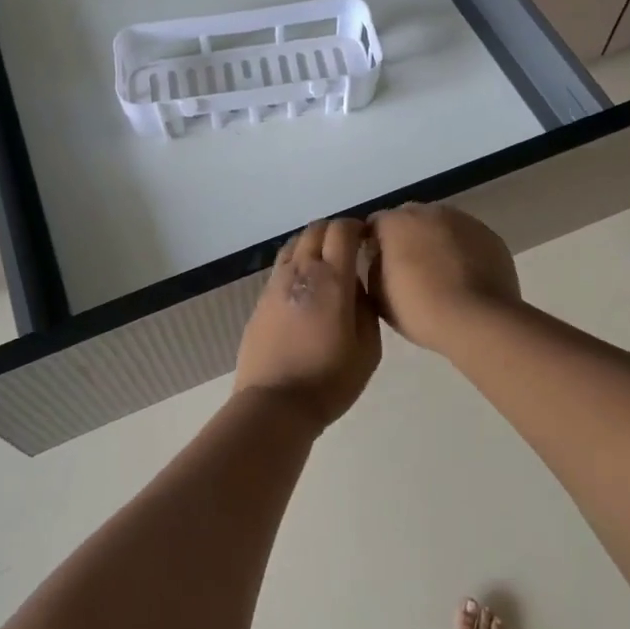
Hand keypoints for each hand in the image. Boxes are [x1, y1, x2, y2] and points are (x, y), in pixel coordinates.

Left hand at [233, 220, 380, 430]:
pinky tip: (305, 285)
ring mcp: (277, 282)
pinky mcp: (261, 298)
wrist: (276, 402)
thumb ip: (366, 307)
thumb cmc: (330, 379)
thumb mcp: (368, 348)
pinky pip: (282, 265)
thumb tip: (356, 285)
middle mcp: (302, 270)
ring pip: (295, 243)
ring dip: (313, 243)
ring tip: (326, 263)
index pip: (342, 230)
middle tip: (349, 248)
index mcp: (332, 279)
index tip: (367, 237)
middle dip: (335, 230)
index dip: (356, 226)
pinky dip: (297, 262)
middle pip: (316, 229)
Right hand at [367, 203, 520, 352]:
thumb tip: (381, 259)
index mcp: (396, 222)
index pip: (376, 223)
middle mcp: (429, 211)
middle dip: (407, 238)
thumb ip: (373, 268)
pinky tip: (466, 277)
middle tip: (409, 269)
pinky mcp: (490, 235)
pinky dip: (463, 251)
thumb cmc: (420, 309)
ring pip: (442, 226)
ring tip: (441, 274)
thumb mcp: (378, 296)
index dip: (374, 243)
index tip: (378, 265)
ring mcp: (463, 220)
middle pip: (411, 219)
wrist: (479, 321)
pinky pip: (468, 239)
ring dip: (437, 241)